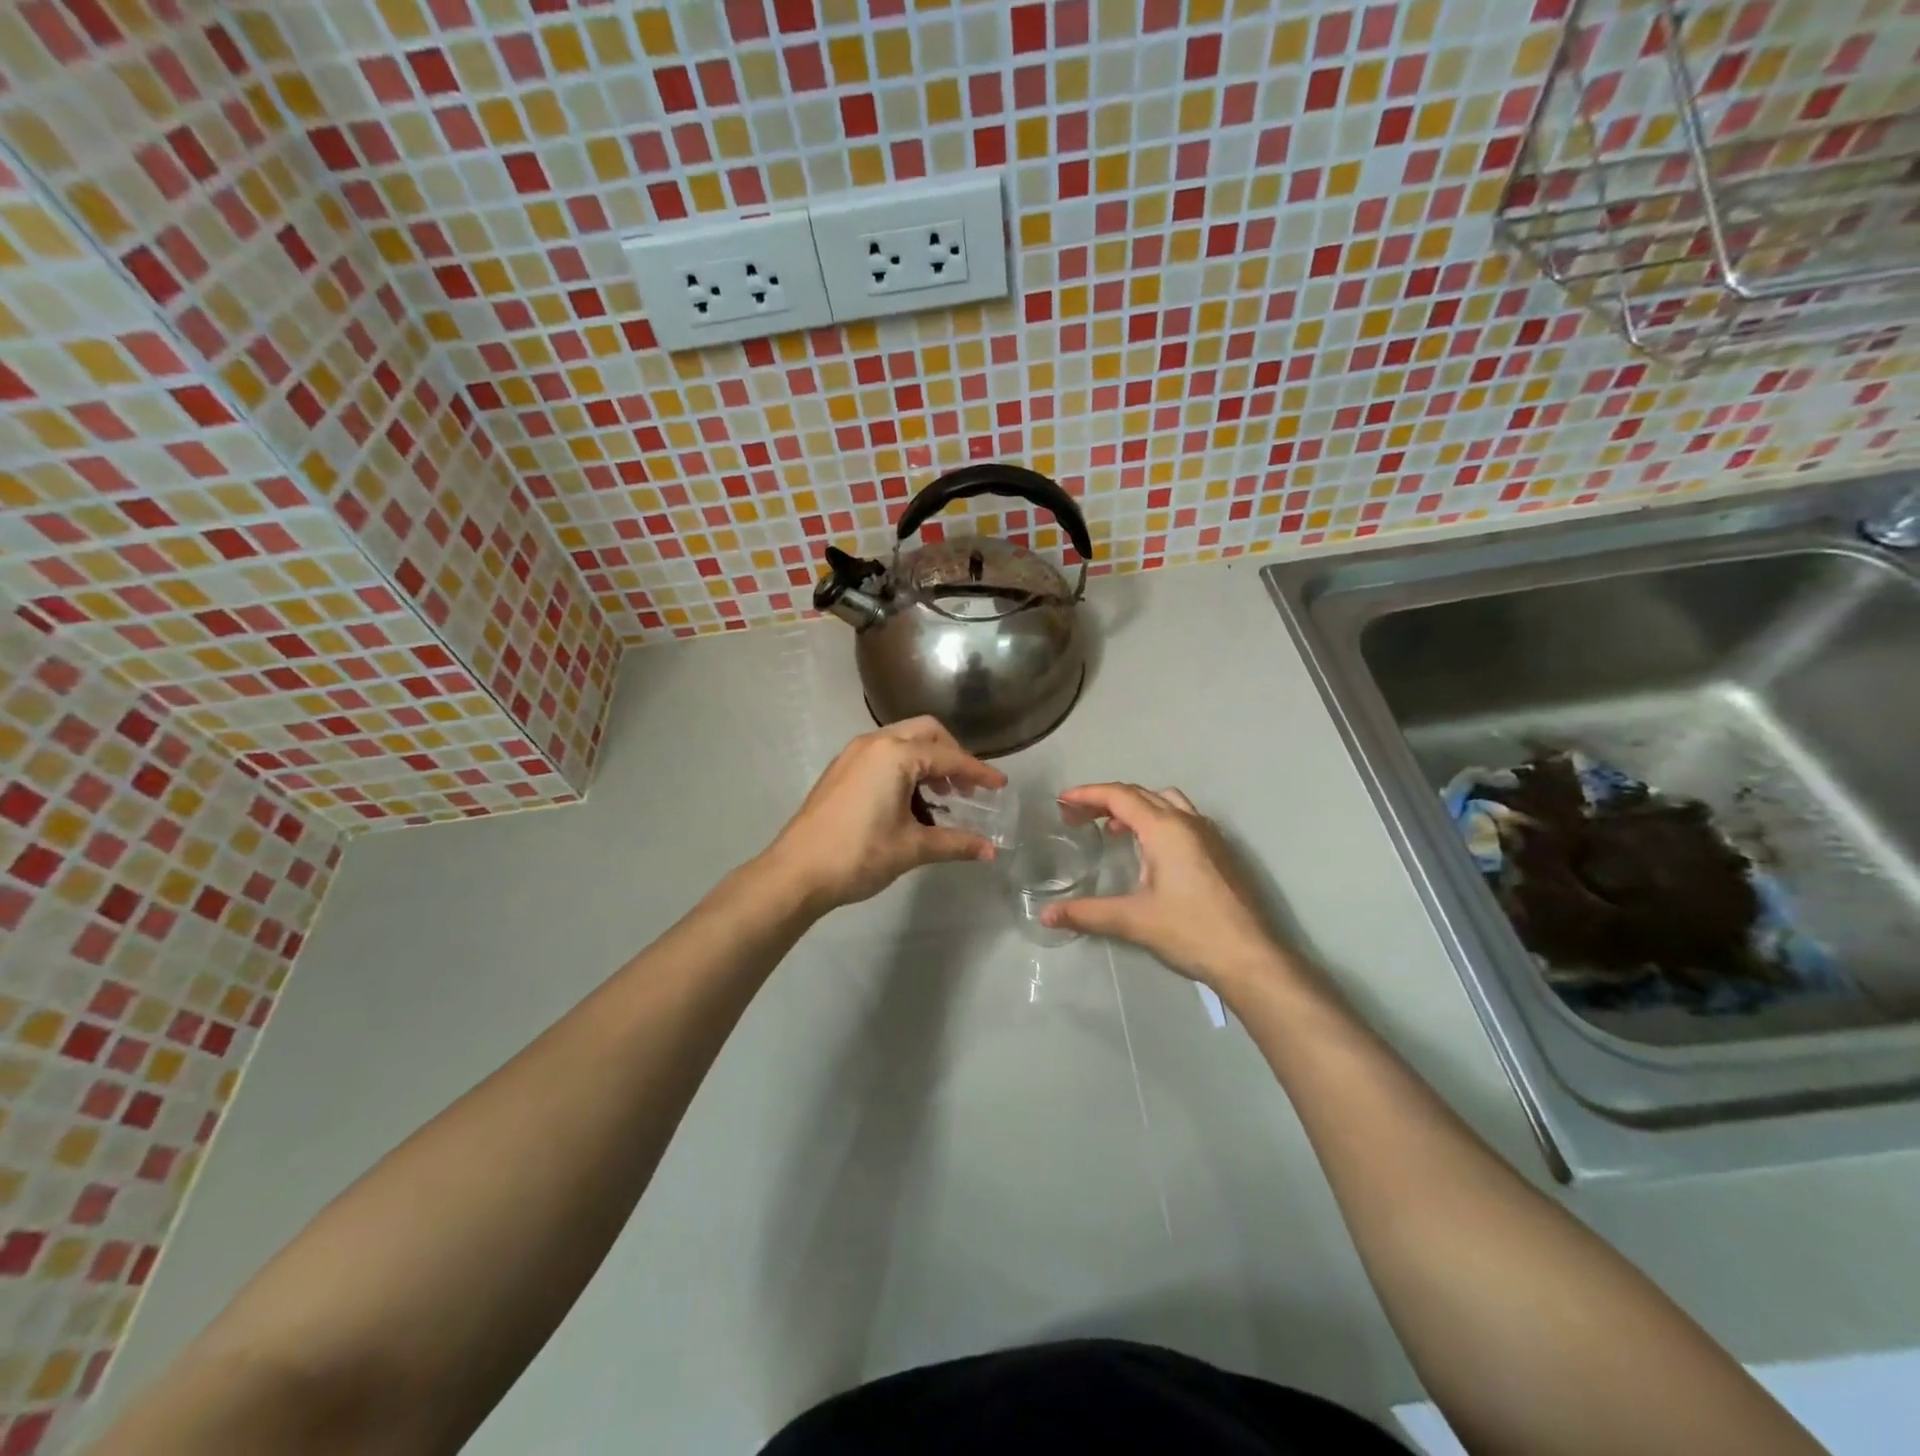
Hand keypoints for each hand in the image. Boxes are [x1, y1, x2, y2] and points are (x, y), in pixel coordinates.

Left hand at [766, 718, 1006, 911]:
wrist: (795, 872)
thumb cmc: (858, 855)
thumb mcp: (912, 848)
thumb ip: (955, 844)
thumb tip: (990, 852)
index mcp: (895, 755)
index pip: (948, 757)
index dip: (978, 772)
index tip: (1000, 785)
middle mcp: (874, 743)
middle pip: (926, 733)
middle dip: (952, 756)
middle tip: (967, 788)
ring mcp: (853, 754)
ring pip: (902, 742)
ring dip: (927, 762)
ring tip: (942, 799)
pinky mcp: (841, 770)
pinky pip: (883, 755)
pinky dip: (905, 769)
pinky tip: (911, 803)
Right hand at [1040, 784, 1288, 991]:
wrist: (1251, 958)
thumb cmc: (1191, 931)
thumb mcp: (1133, 921)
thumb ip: (1087, 913)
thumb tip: (1047, 915)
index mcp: (1165, 829)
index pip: (1119, 796)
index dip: (1087, 795)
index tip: (1061, 802)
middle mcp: (1188, 822)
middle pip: (1140, 794)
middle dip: (1105, 799)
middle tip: (1078, 816)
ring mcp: (1209, 835)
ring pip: (1165, 802)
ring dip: (1135, 807)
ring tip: (1113, 830)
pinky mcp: (1220, 852)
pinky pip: (1182, 818)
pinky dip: (1156, 820)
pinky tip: (1149, 851)